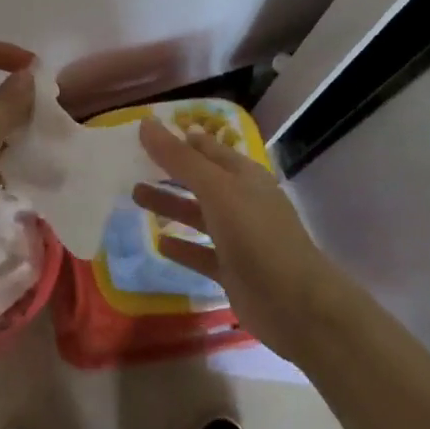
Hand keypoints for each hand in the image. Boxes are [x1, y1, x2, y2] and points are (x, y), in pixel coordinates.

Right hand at [133, 118, 349, 363]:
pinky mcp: (232, 270)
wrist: (296, 305)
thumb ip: (179, 158)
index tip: (146, 132)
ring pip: (198, 214)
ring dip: (170, 204)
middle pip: (200, 179)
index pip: (206, 148)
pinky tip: (157, 241)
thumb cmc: (256, 235)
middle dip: (169, 170)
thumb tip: (145, 123)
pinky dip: (181, 246)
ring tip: (135, 194)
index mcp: (243, 175)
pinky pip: (201, 252)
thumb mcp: (216, 189)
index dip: (179, 139)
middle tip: (133, 163)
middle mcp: (241, 201)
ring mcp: (238, 237)